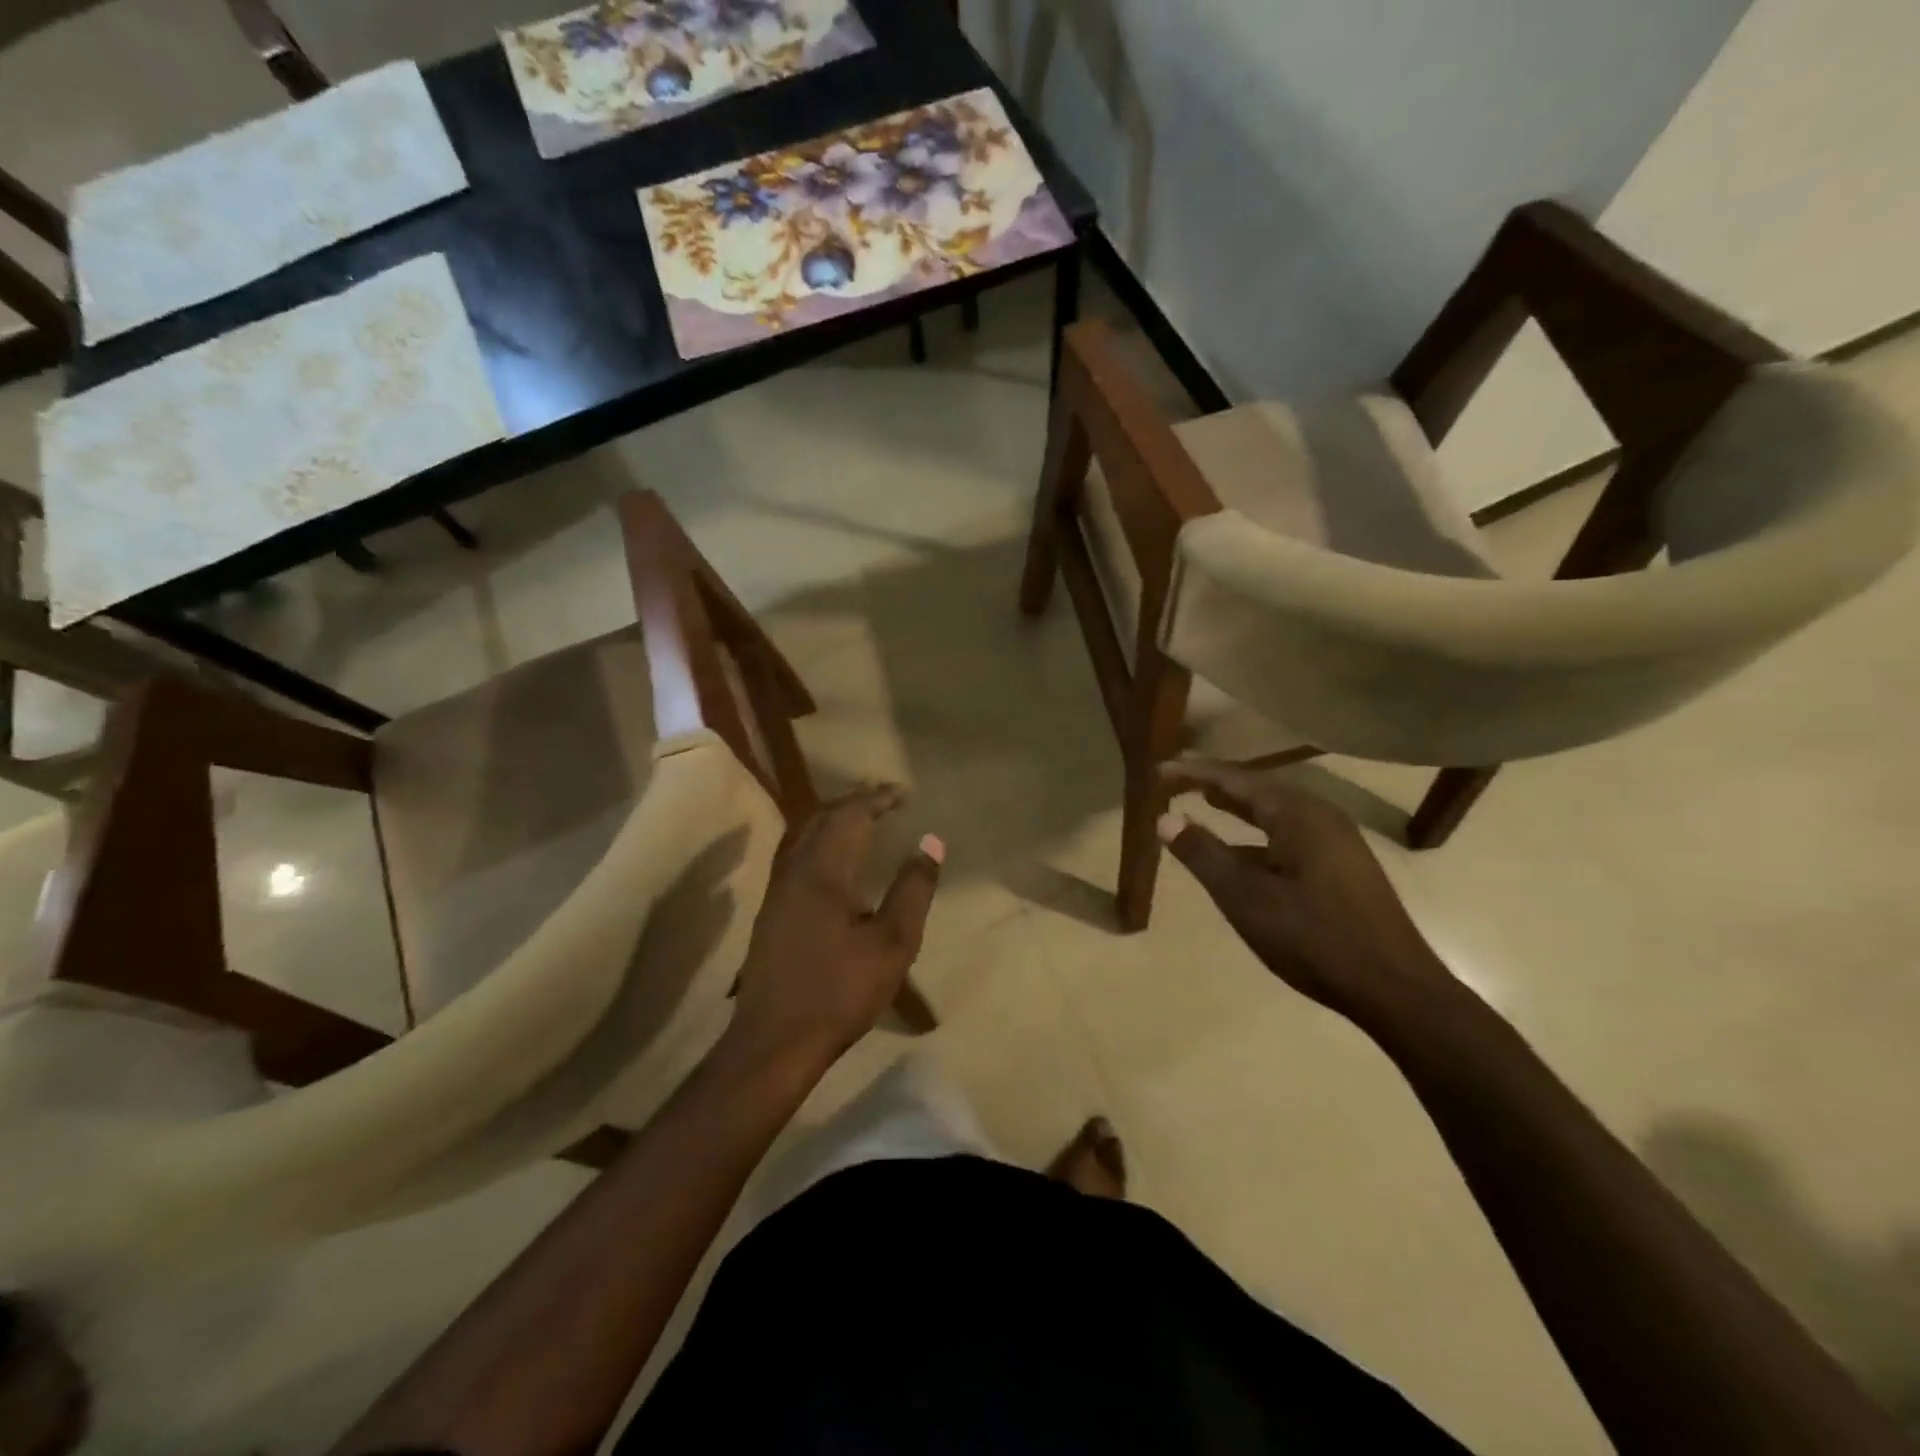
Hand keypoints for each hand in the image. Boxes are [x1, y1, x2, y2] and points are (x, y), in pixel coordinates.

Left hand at [729, 785, 942, 1072]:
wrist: (774, 1040)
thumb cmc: (840, 991)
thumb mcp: (893, 943)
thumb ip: (913, 889)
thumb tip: (931, 842)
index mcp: (823, 871)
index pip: (850, 814)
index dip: (877, 798)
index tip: (904, 793)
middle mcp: (794, 869)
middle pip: (821, 816)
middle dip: (855, 802)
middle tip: (886, 800)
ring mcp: (777, 889)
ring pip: (803, 834)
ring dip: (834, 818)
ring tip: (863, 819)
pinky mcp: (771, 910)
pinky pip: (796, 853)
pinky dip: (820, 839)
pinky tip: (833, 859)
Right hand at [1158, 761, 1461, 1031]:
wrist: (1396, 989)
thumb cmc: (1313, 938)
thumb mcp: (1245, 898)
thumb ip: (1203, 854)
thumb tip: (1164, 818)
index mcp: (1298, 814)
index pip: (1235, 779)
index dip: (1194, 774)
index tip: (1158, 770)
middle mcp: (1321, 816)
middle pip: (1258, 789)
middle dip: (1216, 785)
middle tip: (1177, 781)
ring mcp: (1338, 841)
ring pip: (1276, 813)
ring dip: (1239, 808)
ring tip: (1206, 803)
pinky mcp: (1344, 866)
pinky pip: (1291, 834)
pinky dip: (1259, 834)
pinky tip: (1244, 854)